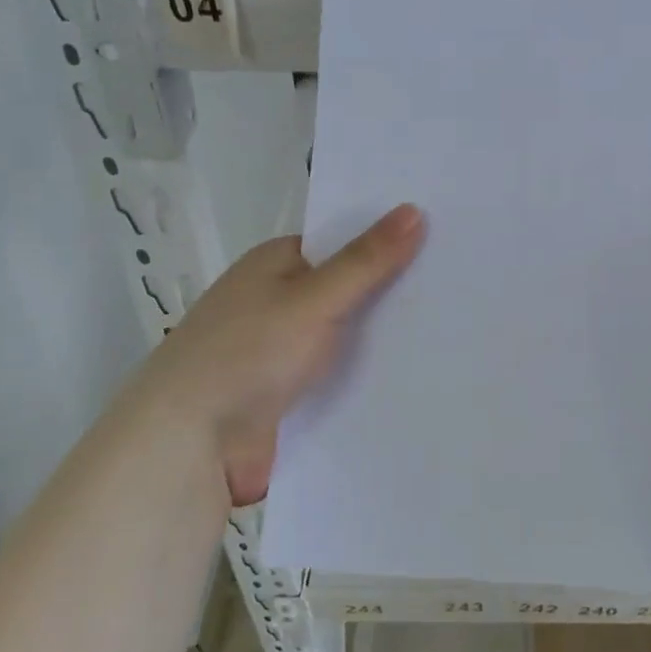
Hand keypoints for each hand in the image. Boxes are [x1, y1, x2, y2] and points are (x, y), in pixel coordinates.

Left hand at [147, 204, 424, 504]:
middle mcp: (277, 300)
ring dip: (382, 338)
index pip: (340, 240)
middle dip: (391, 291)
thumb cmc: (248, 353)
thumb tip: (413, 210)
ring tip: (454, 329)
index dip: (385, 239)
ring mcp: (281, 348)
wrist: (190, 441)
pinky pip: (337, 375)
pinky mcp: (288, 392)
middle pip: (346, 287)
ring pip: (345, 334)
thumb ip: (366, 261)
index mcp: (275, 263)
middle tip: (460, 286)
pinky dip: (366, 374)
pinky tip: (416, 374)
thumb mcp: (313, 299)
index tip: (440, 239)